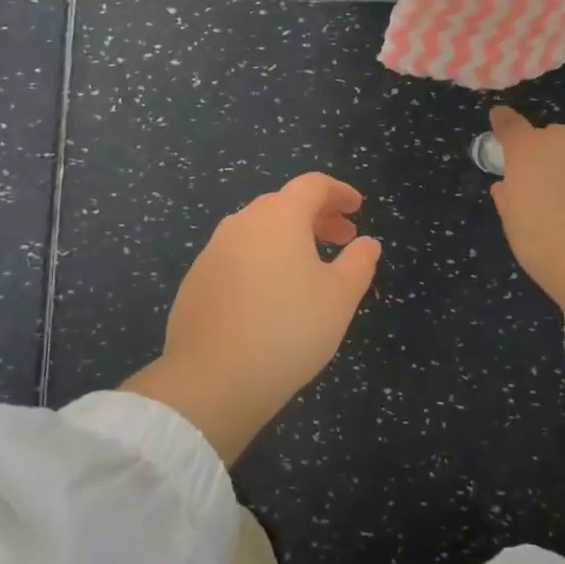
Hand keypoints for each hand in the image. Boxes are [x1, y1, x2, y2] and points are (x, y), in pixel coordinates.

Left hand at [121, 173, 380, 462]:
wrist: (212, 378)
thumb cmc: (288, 329)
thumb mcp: (339, 298)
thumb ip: (358, 263)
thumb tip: (368, 243)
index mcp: (279, 215)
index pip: (313, 185)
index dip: (339, 192)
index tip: (357, 208)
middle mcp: (243, 221)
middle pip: (284, 204)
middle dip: (317, 216)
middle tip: (342, 238)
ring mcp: (213, 249)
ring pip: (258, 230)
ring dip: (288, 238)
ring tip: (309, 267)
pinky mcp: (196, 279)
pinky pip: (237, 256)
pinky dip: (261, 260)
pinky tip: (270, 294)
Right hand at [487, 106, 564, 310]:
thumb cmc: (542, 240)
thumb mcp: (512, 221)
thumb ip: (508, 196)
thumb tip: (507, 185)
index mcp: (528, 151)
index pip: (510, 125)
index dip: (503, 121)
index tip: (499, 118)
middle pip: (551, 137)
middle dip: (546, 152)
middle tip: (542, 182)